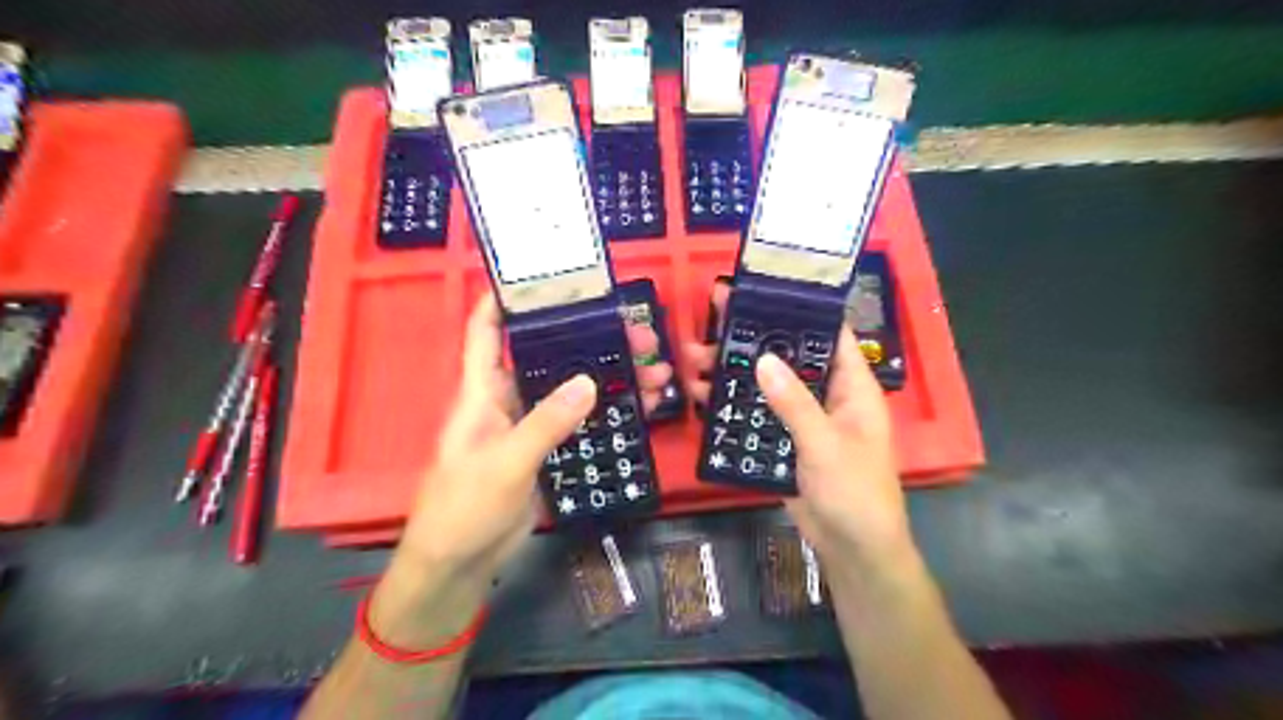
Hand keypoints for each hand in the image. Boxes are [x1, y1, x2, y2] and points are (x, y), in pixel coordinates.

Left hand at [396, 297, 675, 593]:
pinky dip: (606, 412)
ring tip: (652, 369)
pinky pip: (579, 422)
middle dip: (586, 340)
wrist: (460, 563)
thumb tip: (589, 382)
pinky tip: (637, 406)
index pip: (486, 332)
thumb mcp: (505, 462)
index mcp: (482, 392)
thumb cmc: (464, 506)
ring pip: (570, 390)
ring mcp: (529, 426)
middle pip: (546, 357)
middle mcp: (506, 400)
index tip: (539, 276)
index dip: (502, 300)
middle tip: (633, 332)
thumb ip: (546, 422)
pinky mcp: (546, 451)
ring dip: (607, 378)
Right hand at [686, 283, 916, 579]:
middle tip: (715, 318)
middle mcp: (828, 395)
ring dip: (736, 372)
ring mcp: (804, 418)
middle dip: (755, 338)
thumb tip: (764, 358)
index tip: (764, 291)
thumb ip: (794, 402)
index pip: (829, 334)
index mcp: (853, 387)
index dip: (800, 310)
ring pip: (768, 385)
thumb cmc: (854, 492)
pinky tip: (705, 395)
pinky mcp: (785, 440)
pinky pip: (758, 414)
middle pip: (791, 356)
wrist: (850, 549)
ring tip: (696, 357)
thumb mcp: (825, 444)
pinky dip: (734, 404)